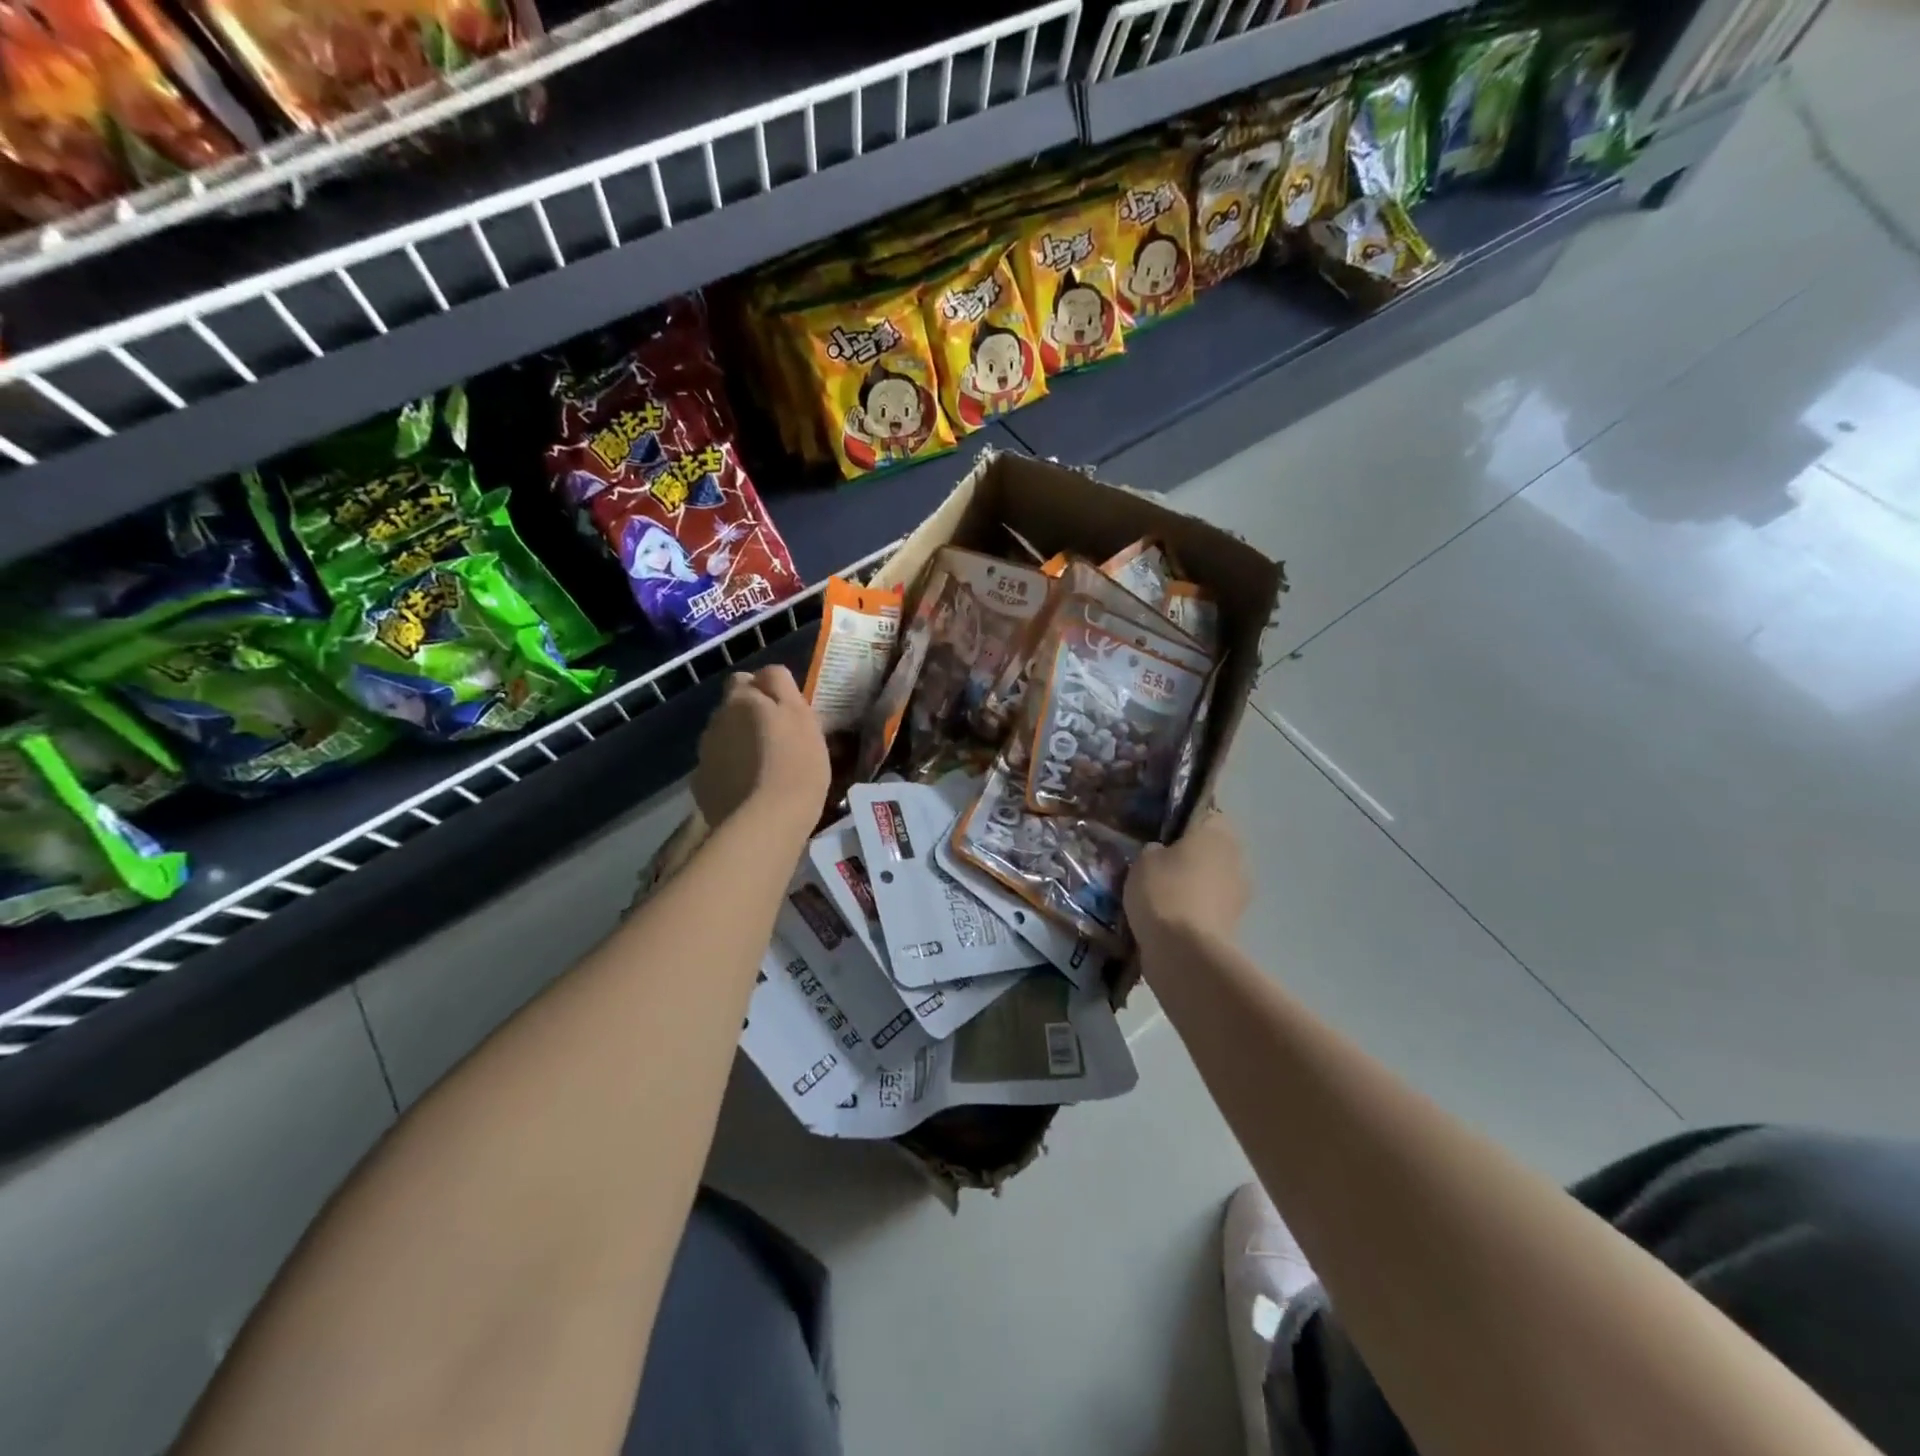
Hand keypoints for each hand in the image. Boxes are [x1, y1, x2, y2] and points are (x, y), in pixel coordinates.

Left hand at [692, 665, 828, 833]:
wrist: (766, 822)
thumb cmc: (796, 764)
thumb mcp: (802, 716)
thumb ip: (781, 686)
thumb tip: (766, 674)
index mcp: (741, 700)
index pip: (744, 679)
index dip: (763, 691)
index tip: (784, 711)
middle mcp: (716, 721)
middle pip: (731, 711)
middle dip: (748, 719)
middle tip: (778, 741)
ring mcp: (705, 754)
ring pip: (723, 740)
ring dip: (739, 747)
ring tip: (764, 770)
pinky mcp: (701, 785)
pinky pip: (718, 770)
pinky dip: (731, 775)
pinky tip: (750, 791)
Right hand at [1124, 809, 1249, 954]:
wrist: (1184, 953)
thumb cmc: (1164, 892)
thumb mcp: (1143, 859)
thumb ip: (1154, 850)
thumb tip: (1161, 853)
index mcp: (1218, 833)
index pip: (1206, 815)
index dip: (1183, 823)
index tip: (1160, 834)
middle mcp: (1236, 859)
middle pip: (1210, 850)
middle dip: (1187, 857)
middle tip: (1155, 865)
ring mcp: (1239, 895)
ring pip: (1210, 881)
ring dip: (1191, 886)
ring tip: (1157, 896)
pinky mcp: (1232, 926)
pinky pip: (1207, 908)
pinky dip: (1191, 912)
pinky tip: (1165, 919)